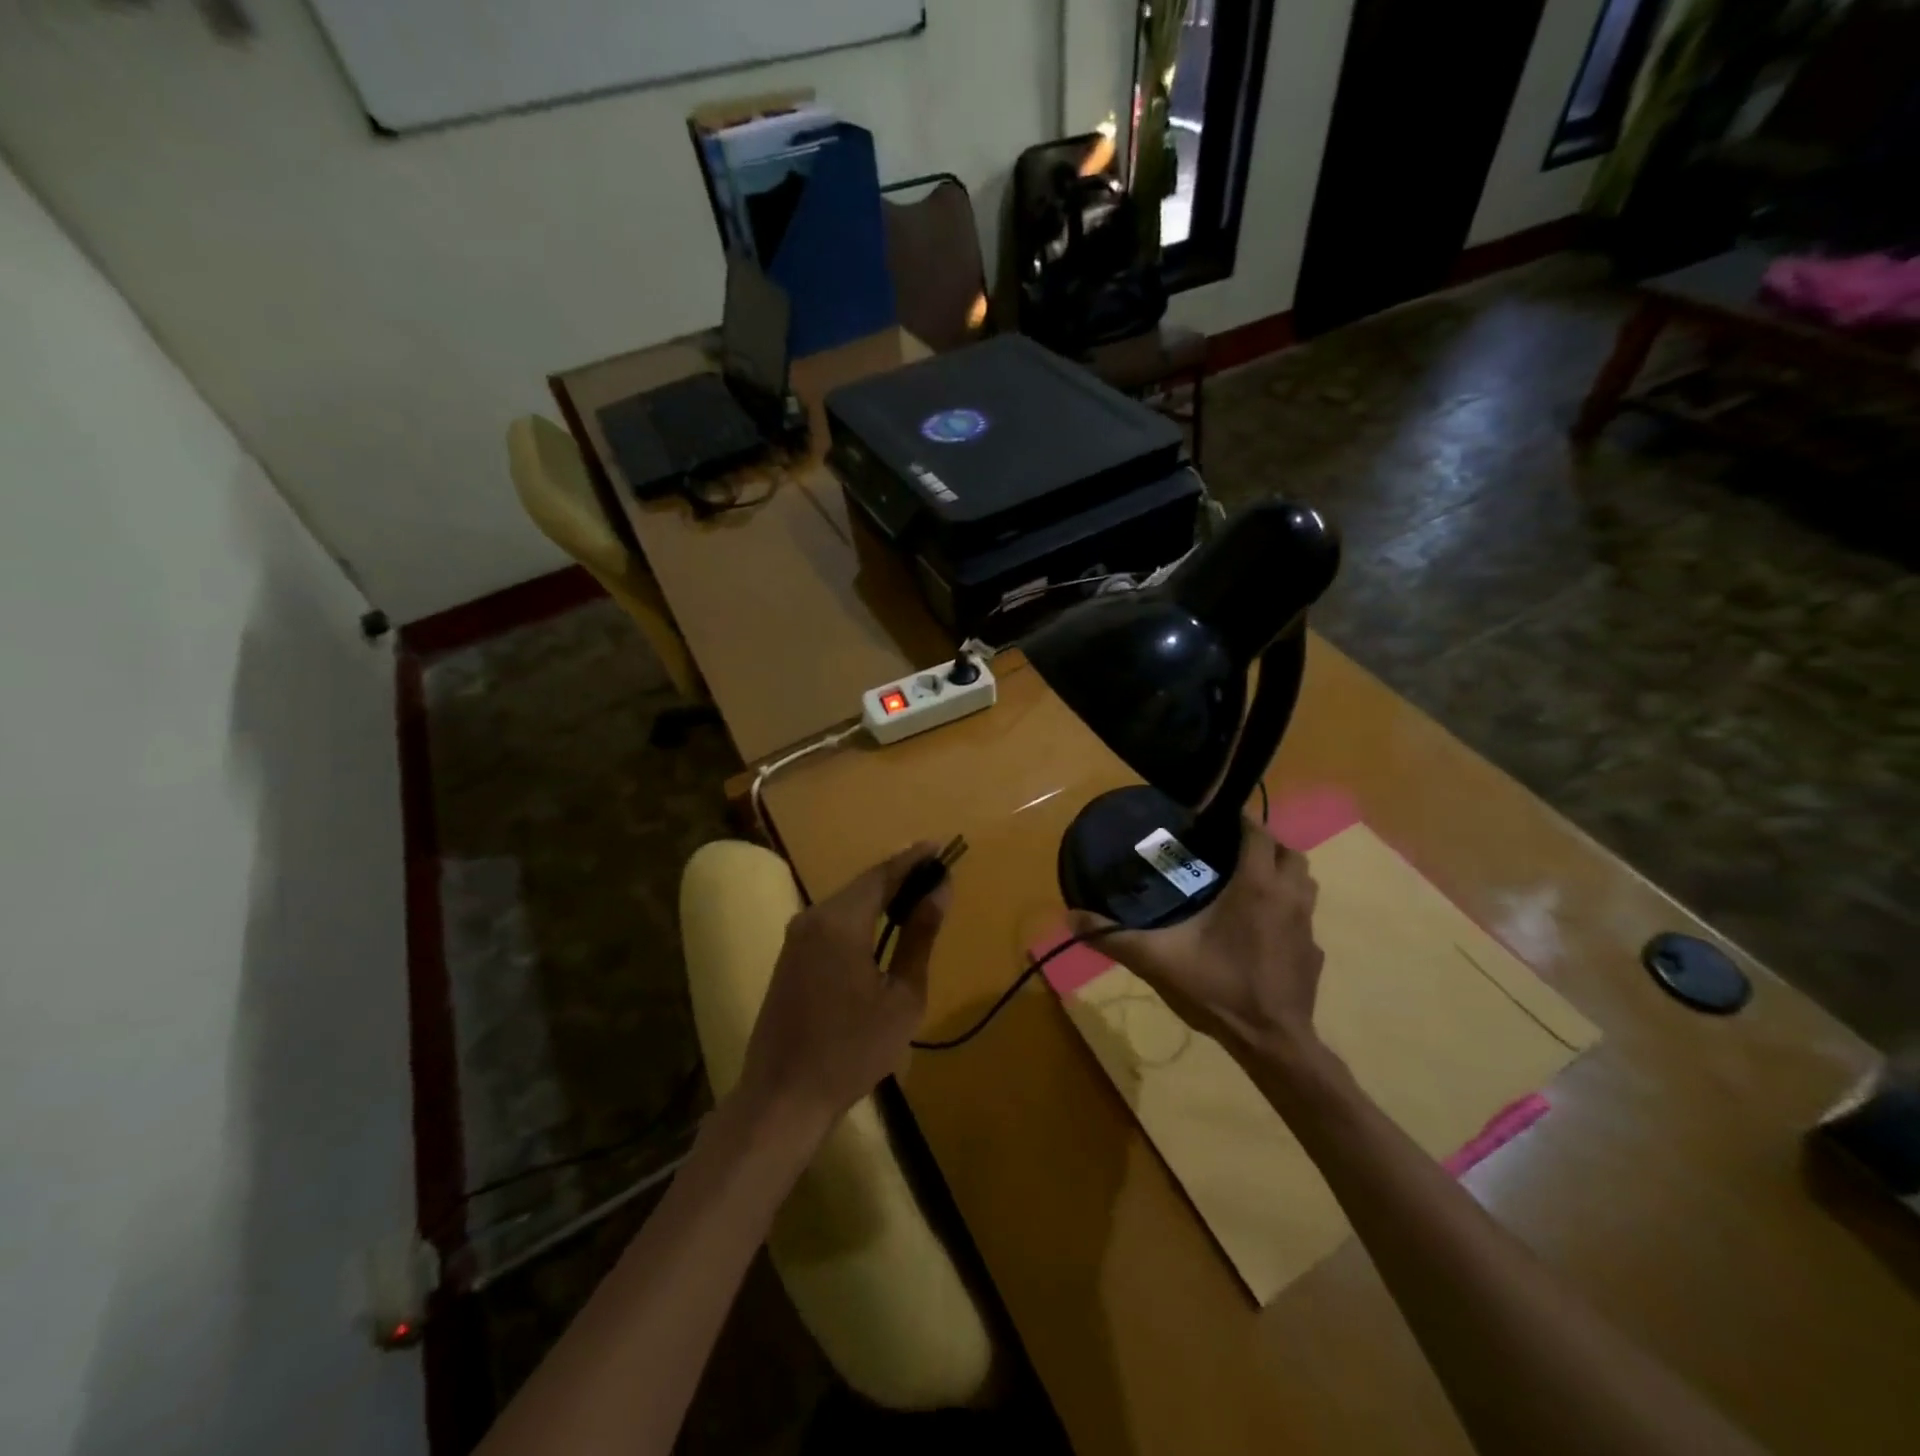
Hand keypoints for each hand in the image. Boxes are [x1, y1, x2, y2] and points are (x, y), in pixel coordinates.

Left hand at [735, 843, 951, 1133]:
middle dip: (900, 877)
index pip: (883, 874)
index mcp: (840, 921)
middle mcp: (813, 917)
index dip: (914, 859)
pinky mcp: (790, 957)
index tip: (942, 846)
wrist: (783, 1097)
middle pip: (863, 885)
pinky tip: (883, 929)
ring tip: (917, 897)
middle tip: (937, 873)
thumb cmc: (852, 1050)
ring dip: (881, 898)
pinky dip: (862, 917)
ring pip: (847, 903)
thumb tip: (940, 889)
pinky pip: (832, 923)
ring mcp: (796, 937)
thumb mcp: (902, 996)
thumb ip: (920, 937)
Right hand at [1069, 817, 1323, 1063]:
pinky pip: (1303, 917)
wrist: (1271, 1042)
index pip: (1258, 833)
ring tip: (1247, 882)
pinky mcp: (1313, 953)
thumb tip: (1070, 917)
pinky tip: (1260, 930)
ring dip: (1282, 873)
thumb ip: (1114, 937)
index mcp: (1256, 886)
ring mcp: (1307, 926)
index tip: (1216, 818)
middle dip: (1264, 844)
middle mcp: (1289, 897)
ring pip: (1304, 881)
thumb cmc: (1218, 989)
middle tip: (1229, 852)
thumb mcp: (1158, 960)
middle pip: (1289, 852)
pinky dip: (1286, 911)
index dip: (1241, 820)